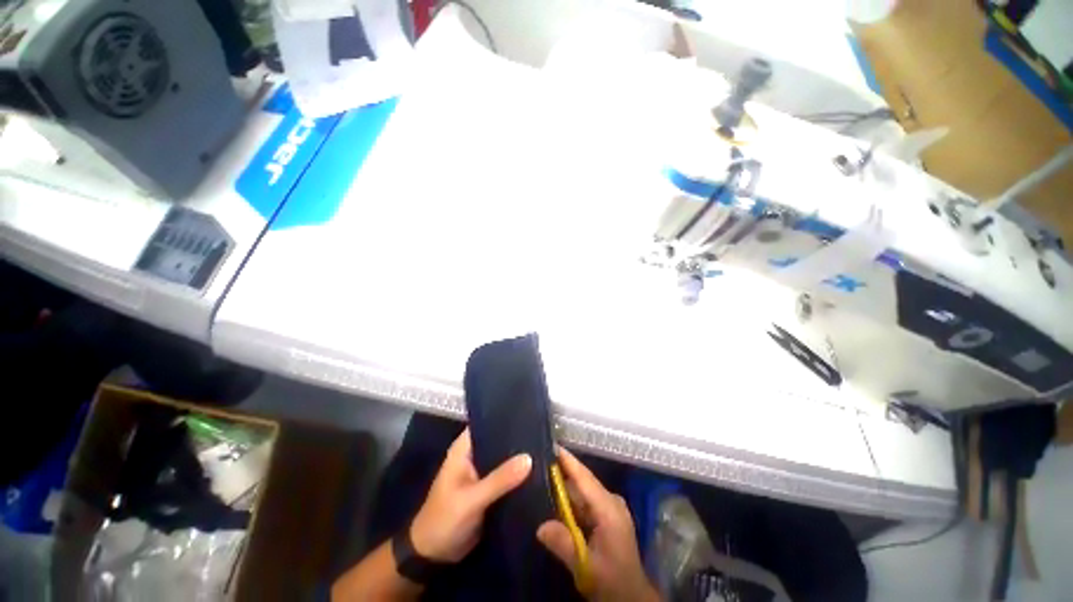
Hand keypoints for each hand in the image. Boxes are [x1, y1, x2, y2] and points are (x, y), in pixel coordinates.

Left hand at [410, 428, 531, 562]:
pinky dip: (518, 476)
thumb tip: (529, 458)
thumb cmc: (445, 520)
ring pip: (505, 460)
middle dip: (518, 440)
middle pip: (499, 441)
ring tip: (546, 449)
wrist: (433, 557)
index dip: (506, 418)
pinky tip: (539, 471)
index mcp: (464, 449)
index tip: (530, 415)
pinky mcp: (489, 489)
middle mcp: (474, 456)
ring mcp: (482, 473)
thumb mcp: (472, 499)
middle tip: (543, 434)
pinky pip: (507, 477)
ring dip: (520, 459)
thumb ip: (500, 479)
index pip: (487, 424)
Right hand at [537, 449, 659, 601]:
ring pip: (582, 492)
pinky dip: (570, 501)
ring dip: (564, 488)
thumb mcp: (586, 565)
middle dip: (561, 472)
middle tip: (537, 463)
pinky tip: (554, 500)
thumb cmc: (612, 580)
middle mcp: (611, 502)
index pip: (584, 478)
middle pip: (582, 482)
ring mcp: (610, 508)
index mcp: (609, 508)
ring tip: (541, 477)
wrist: (632, 597)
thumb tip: (540, 526)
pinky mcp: (607, 516)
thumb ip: (563, 544)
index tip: (551, 444)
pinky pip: (585, 502)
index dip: (568, 460)